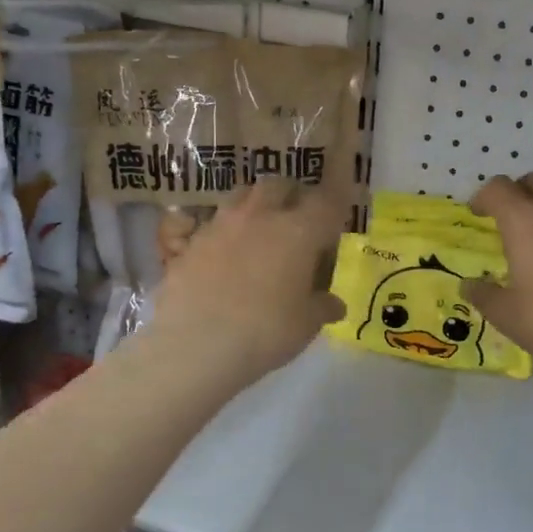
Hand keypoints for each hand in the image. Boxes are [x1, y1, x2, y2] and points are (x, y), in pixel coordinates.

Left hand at [152, 178, 347, 384]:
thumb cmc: (265, 332)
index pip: (327, 199)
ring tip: (259, 230)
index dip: (338, 195)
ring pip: (241, 196)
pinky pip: (211, 225)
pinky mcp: (189, 244)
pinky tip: (224, 256)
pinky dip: (223, 233)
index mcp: (299, 231)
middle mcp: (260, 217)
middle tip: (299, 218)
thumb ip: (323, 307)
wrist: (195, 346)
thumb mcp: (306, 324)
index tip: (343, 199)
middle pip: (279, 185)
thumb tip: (334, 304)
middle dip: (292, 195)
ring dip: (255, 205)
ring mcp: (219, 225)